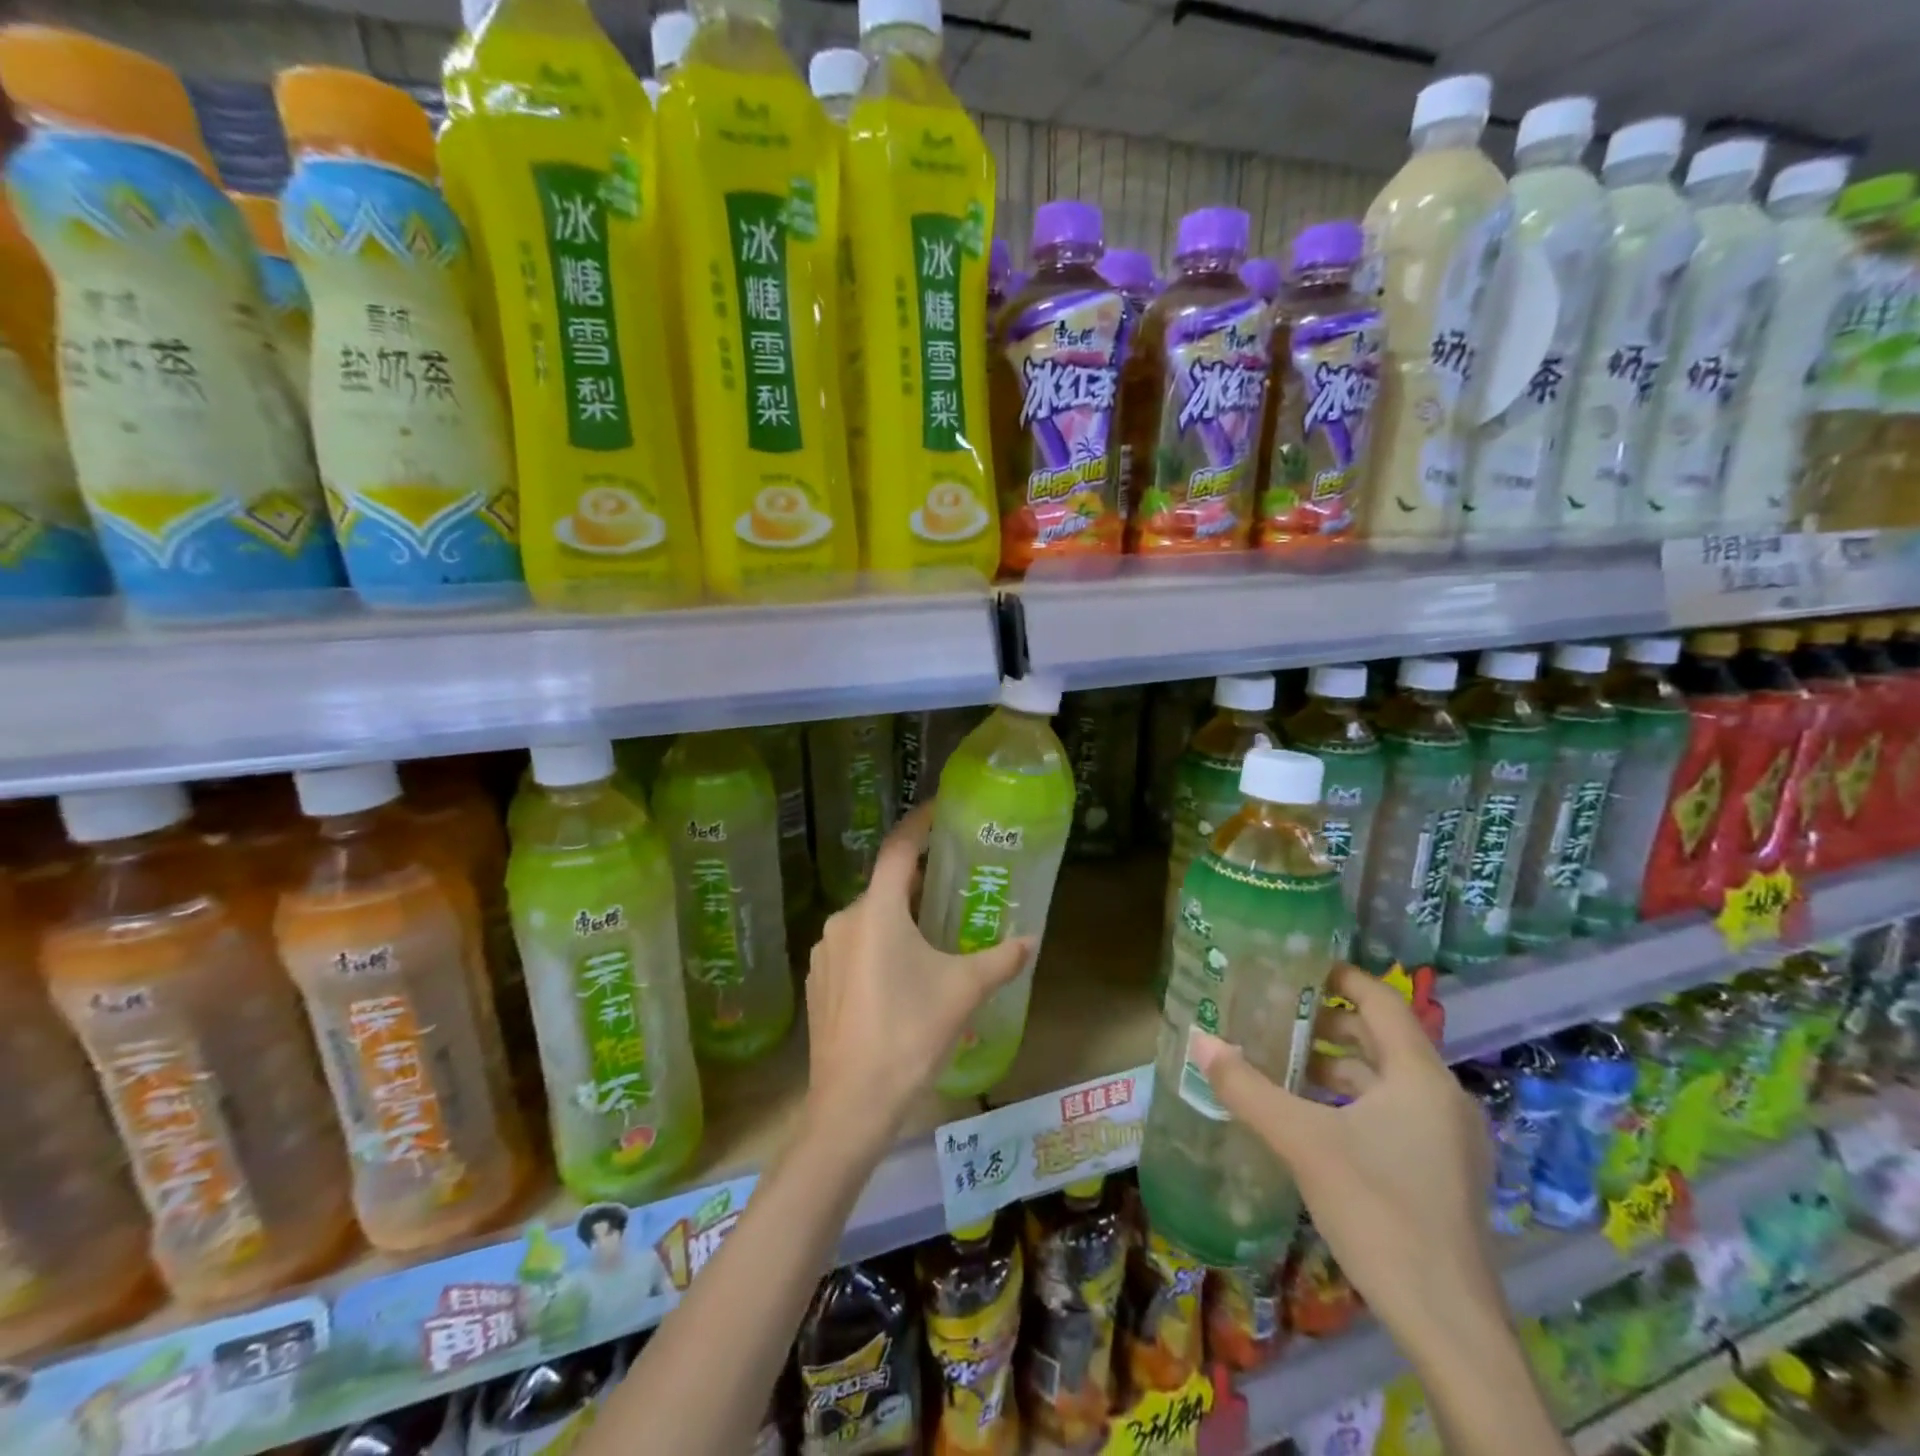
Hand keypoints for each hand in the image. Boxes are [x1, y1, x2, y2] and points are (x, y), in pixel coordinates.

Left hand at [803, 801, 1029, 1152]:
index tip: (940, 811)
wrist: (851, 1103)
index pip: (898, 849)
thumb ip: (1000, 959)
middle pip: (886, 886)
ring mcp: (825, 953)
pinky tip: (901, 974)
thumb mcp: (963, 991)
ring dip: (899, 917)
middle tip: (952, 884)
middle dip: (918, 881)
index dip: (919, 824)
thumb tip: (1031, 940)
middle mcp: (845, 921)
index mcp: (877, 911)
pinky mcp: (819, 982)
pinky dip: (879, 945)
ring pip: (869, 918)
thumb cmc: (910, 1033)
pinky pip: (854, 947)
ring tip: (933, 932)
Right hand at [1191, 964, 1503, 1343]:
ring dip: (1339, 1067)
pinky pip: (1396, 1114)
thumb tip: (1199, 1040)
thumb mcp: (1302, 1142)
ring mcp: (1451, 1141)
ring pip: (1388, 1081)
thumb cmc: (1379, 1212)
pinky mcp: (1446, 1175)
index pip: (1382, 1001)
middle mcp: (1444, 1099)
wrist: (1449, 1324)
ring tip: (1285, 1065)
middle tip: (1276, 1017)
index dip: (1341, 976)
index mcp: (1421, 1077)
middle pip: (1383, 1039)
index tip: (1295, 968)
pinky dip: (1355, 1102)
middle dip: (1329, 1024)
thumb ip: (1247, 1088)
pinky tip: (1315, 1120)